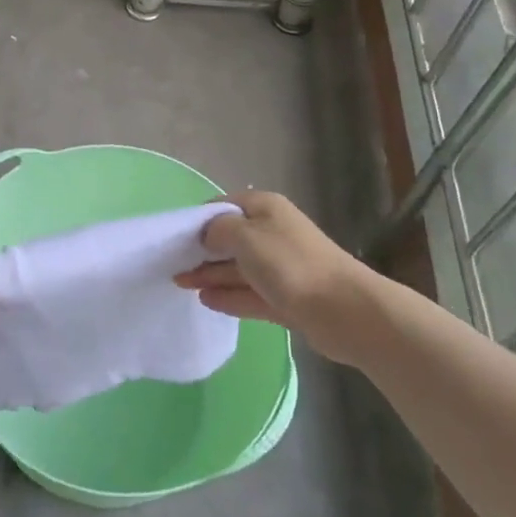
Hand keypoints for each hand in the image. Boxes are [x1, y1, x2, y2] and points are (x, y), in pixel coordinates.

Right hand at [176, 191, 367, 359]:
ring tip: (180, 283)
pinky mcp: (286, 298)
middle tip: (171, 264)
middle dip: (202, 250)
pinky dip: (228, 295)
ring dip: (210, 274)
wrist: (344, 310)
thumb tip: (207, 235)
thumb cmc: (290, 263)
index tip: (174, 237)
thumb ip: (218, 230)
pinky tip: (206, 300)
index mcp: (265, 209)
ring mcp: (281, 267)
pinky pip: (249, 293)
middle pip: (230, 238)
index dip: (199, 219)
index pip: (224, 206)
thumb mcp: (245, 235)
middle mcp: (272, 232)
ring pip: (238, 268)